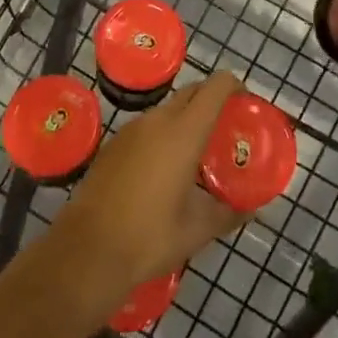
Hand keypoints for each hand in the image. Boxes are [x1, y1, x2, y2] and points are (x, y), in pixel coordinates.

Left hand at [54, 71, 248, 297]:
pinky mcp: (113, 143)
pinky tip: (162, 170)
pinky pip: (147, 127)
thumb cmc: (149, 238)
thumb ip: (228, 213)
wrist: (86, 252)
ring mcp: (131, 129)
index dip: (234, 86)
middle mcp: (158, 120)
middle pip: (192, 92)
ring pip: (168, 109)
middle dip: (212, 101)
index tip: (245, 103)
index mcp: (184, 132)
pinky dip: (162, 135)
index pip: (216, 86)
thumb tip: (252, 210)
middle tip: (225, 130)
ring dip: (186, 120)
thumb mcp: (197, 230)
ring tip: (197, 153)